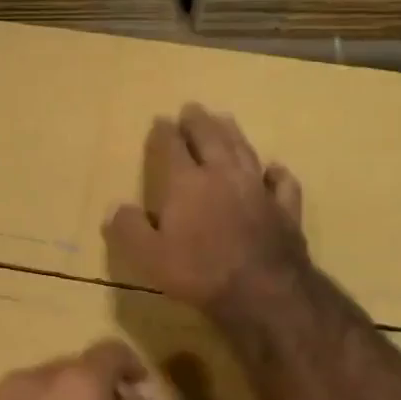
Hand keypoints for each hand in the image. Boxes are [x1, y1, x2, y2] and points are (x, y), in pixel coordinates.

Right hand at [105, 104, 308, 317]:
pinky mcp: (285, 209)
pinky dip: (276, 172)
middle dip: (199, 121)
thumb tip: (115, 208)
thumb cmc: (199, 272)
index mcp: (187, 183)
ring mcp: (258, 189)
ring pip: (245, 150)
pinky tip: (273, 169)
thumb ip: (129, 229)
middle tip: (192, 108)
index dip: (164, 132)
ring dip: (233, 133)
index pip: (172, 147)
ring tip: (226, 120)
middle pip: (211, 138)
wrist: (262, 290)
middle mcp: (223, 175)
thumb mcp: (148, 256)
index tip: (160, 120)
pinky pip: (281, 182)